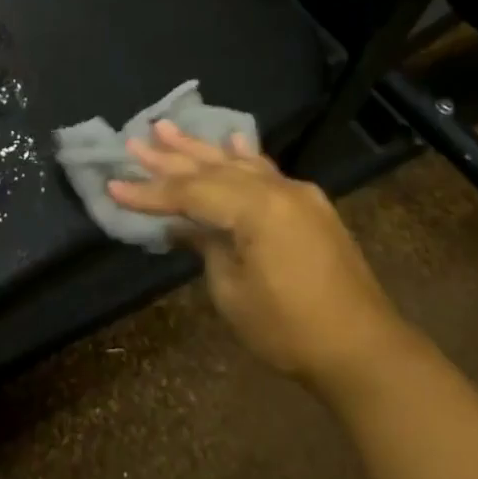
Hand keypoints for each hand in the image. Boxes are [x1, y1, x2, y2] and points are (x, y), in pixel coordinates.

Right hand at [110, 123, 410, 394]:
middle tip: (134, 141)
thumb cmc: (289, 329)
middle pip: (211, 169)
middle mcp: (276, 189)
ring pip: (238, 164)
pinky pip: (267, 172)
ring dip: (201, 149)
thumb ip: (206, 246)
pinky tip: (233, 141)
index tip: (114, 185)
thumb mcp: (232, 291)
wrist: (363, 350)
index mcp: (255, 208)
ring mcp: (297, 194)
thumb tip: (183, 224)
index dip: (150, 192)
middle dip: (170, 158)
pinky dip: (245, 157)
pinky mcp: (309, 206)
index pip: (190, 193)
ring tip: (168, 128)